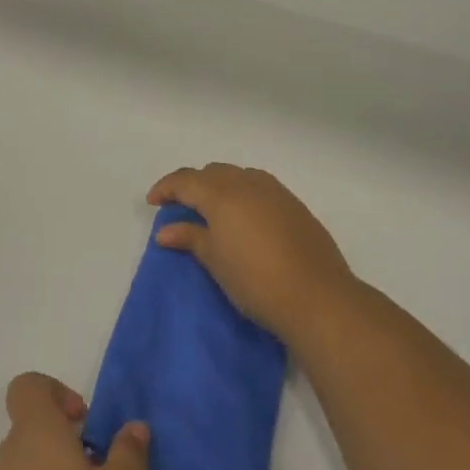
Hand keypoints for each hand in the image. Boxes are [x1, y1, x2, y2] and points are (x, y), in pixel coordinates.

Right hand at [149, 164, 354, 340]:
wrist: (317, 297)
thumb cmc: (256, 280)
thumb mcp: (215, 260)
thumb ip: (190, 238)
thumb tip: (164, 231)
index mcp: (223, 194)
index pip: (186, 180)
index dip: (166, 188)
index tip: (153, 203)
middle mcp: (248, 183)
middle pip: (212, 172)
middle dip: (193, 185)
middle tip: (181, 208)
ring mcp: (275, 191)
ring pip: (238, 176)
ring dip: (220, 186)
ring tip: (212, 212)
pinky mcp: (294, 205)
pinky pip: (259, 186)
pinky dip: (243, 193)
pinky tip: (244, 218)